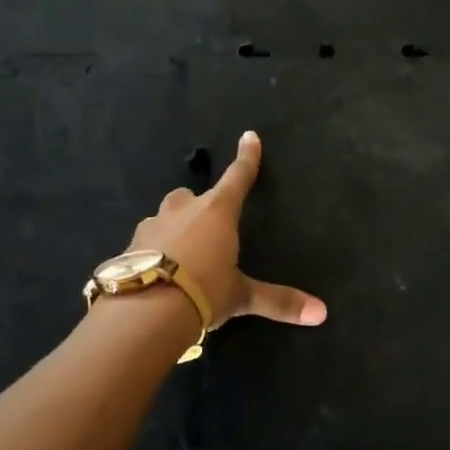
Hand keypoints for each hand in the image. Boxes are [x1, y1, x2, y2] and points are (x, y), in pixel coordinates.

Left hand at [124, 131, 326, 328]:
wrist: (143, 312)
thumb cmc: (203, 292)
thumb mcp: (240, 296)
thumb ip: (278, 300)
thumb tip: (321, 313)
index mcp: (217, 212)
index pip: (238, 177)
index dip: (247, 158)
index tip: (249, 136)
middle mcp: (182, 210)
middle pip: (190, 196)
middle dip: (197, 206)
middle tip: (205, 229)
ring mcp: (151, 226)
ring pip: (164, 218)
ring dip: (172, 230)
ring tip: (178, 257)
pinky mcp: (128, 246)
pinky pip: (144, 242)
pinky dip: (151, 251)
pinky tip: (155, 273)